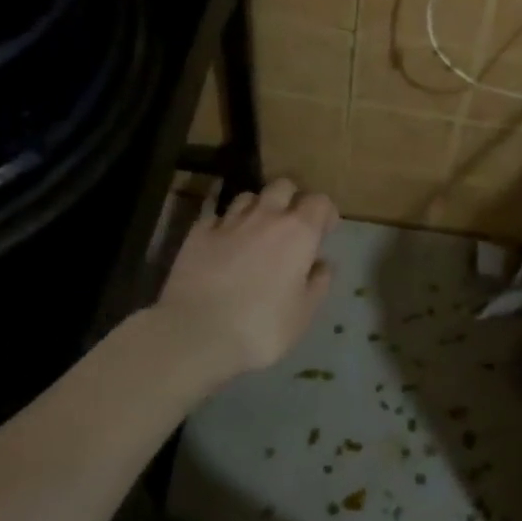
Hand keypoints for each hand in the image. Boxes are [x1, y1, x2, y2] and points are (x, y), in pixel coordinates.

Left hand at [157, 178, 339, 381]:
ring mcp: (228, 222)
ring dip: (257, 208)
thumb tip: (322, 263)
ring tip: (255, 231)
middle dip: (291, 199)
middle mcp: (266, 216)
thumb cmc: (261, 327)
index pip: (319, 202)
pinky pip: (216, 217)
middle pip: (283, 186)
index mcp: (298, 232)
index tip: (324, 231)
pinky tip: (223, 243)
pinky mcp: (197, 233)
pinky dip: (224, 225)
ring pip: (248, 197)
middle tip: (291, 224)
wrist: (196, 333)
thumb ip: (318, 283)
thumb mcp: (303, 313)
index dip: (325, 212)